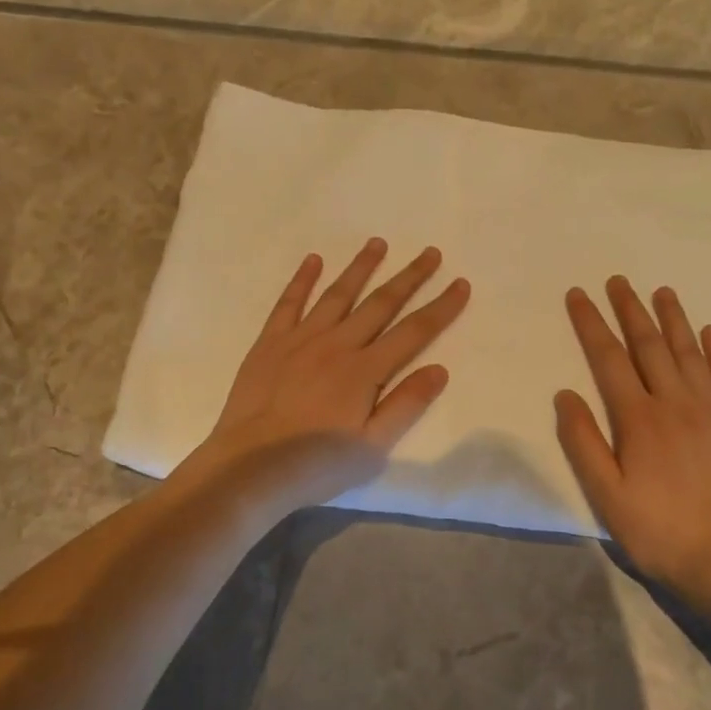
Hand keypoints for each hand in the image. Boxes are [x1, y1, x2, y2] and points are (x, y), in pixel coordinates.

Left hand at [181, 238, 470, 512]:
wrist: (250, 466)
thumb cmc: (316, 464)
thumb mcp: (373, 447)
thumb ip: (406, 405)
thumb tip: (440, 368)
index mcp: (365, 370)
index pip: (414, 331)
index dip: (441, 307)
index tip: (460, 283)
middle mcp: (338, 344)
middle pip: (381, 303)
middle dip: (409, 276)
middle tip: (430, 252)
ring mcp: (301, 339)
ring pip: (338, 294)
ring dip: (361, 267)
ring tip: (378, 243)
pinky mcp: (270, 343)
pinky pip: (289, 302)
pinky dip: (302, 279)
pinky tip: (313, 260)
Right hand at [555, 277, 710, 588]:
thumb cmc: (659, 528)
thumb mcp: (605, 494)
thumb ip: (583, 441)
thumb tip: (565, 394)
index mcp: (639, 417)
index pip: (608, 358)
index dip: (591, 324)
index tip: (579, 295)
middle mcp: (676, 402)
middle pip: (649, 345)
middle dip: (630, 309)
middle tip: (618, 280)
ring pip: (689, 352)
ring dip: (673, 318)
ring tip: (661, 291)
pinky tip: (710, 331)